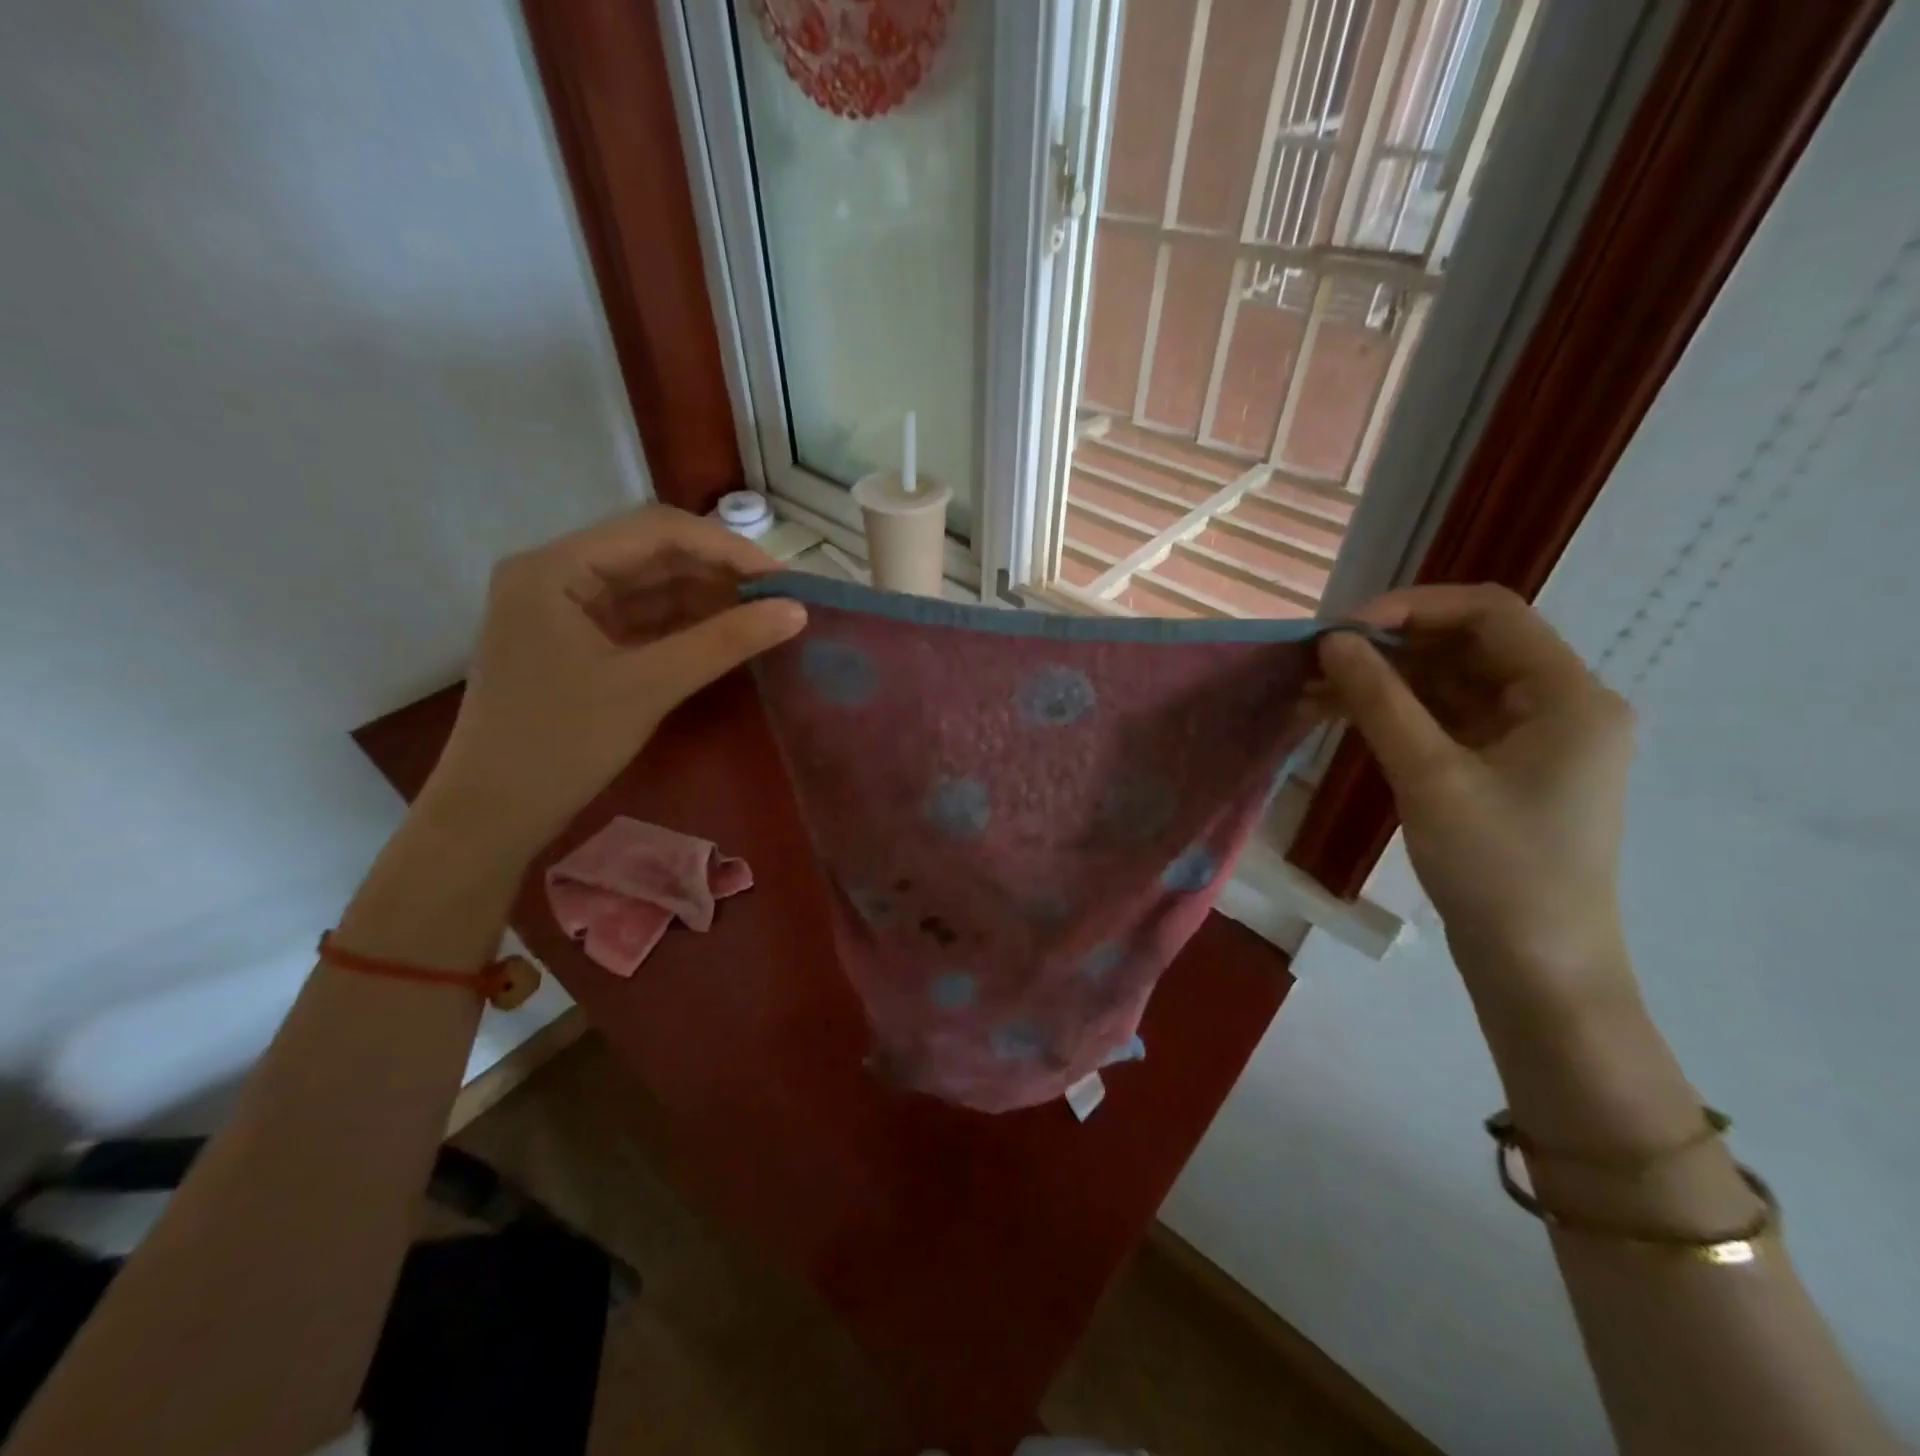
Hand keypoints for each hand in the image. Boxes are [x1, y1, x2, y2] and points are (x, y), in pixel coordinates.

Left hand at [416, 506, 805, 859]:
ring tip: (763, 617)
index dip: (727, 548)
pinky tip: (725, 636)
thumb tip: (796, 612)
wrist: (493, 815)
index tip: (783, 580)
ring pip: (649, 587)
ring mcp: (563, 610)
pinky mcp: (575, 643)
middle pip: (652, 555)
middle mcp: (555, 574)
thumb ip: (724, 642)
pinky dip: (683, 626)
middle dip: (719, 574)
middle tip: (779, 600)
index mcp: (555, 567)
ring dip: (705, 599)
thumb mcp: (649, 687)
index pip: (656, 531)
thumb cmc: (561, 744)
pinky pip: (639, 620)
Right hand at [1318, 585, 1634, 993]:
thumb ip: (1380, 701)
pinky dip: (1394, 714)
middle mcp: (1557, 705)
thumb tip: (1332, 642)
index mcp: (1568, 695)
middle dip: (1388, 646)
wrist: (1536, 969)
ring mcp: (1528, 740)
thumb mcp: (1431, 777)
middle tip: (1317, 659)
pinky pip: (1443, 721)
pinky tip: (1341, 716)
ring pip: (1448, 684)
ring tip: (1313, 689)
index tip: (1342, 629)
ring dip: (1383, 681)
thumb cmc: (1497, 870)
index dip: (1411, 607)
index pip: (1490, 613)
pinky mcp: (1500, 770)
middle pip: (1467, 646)